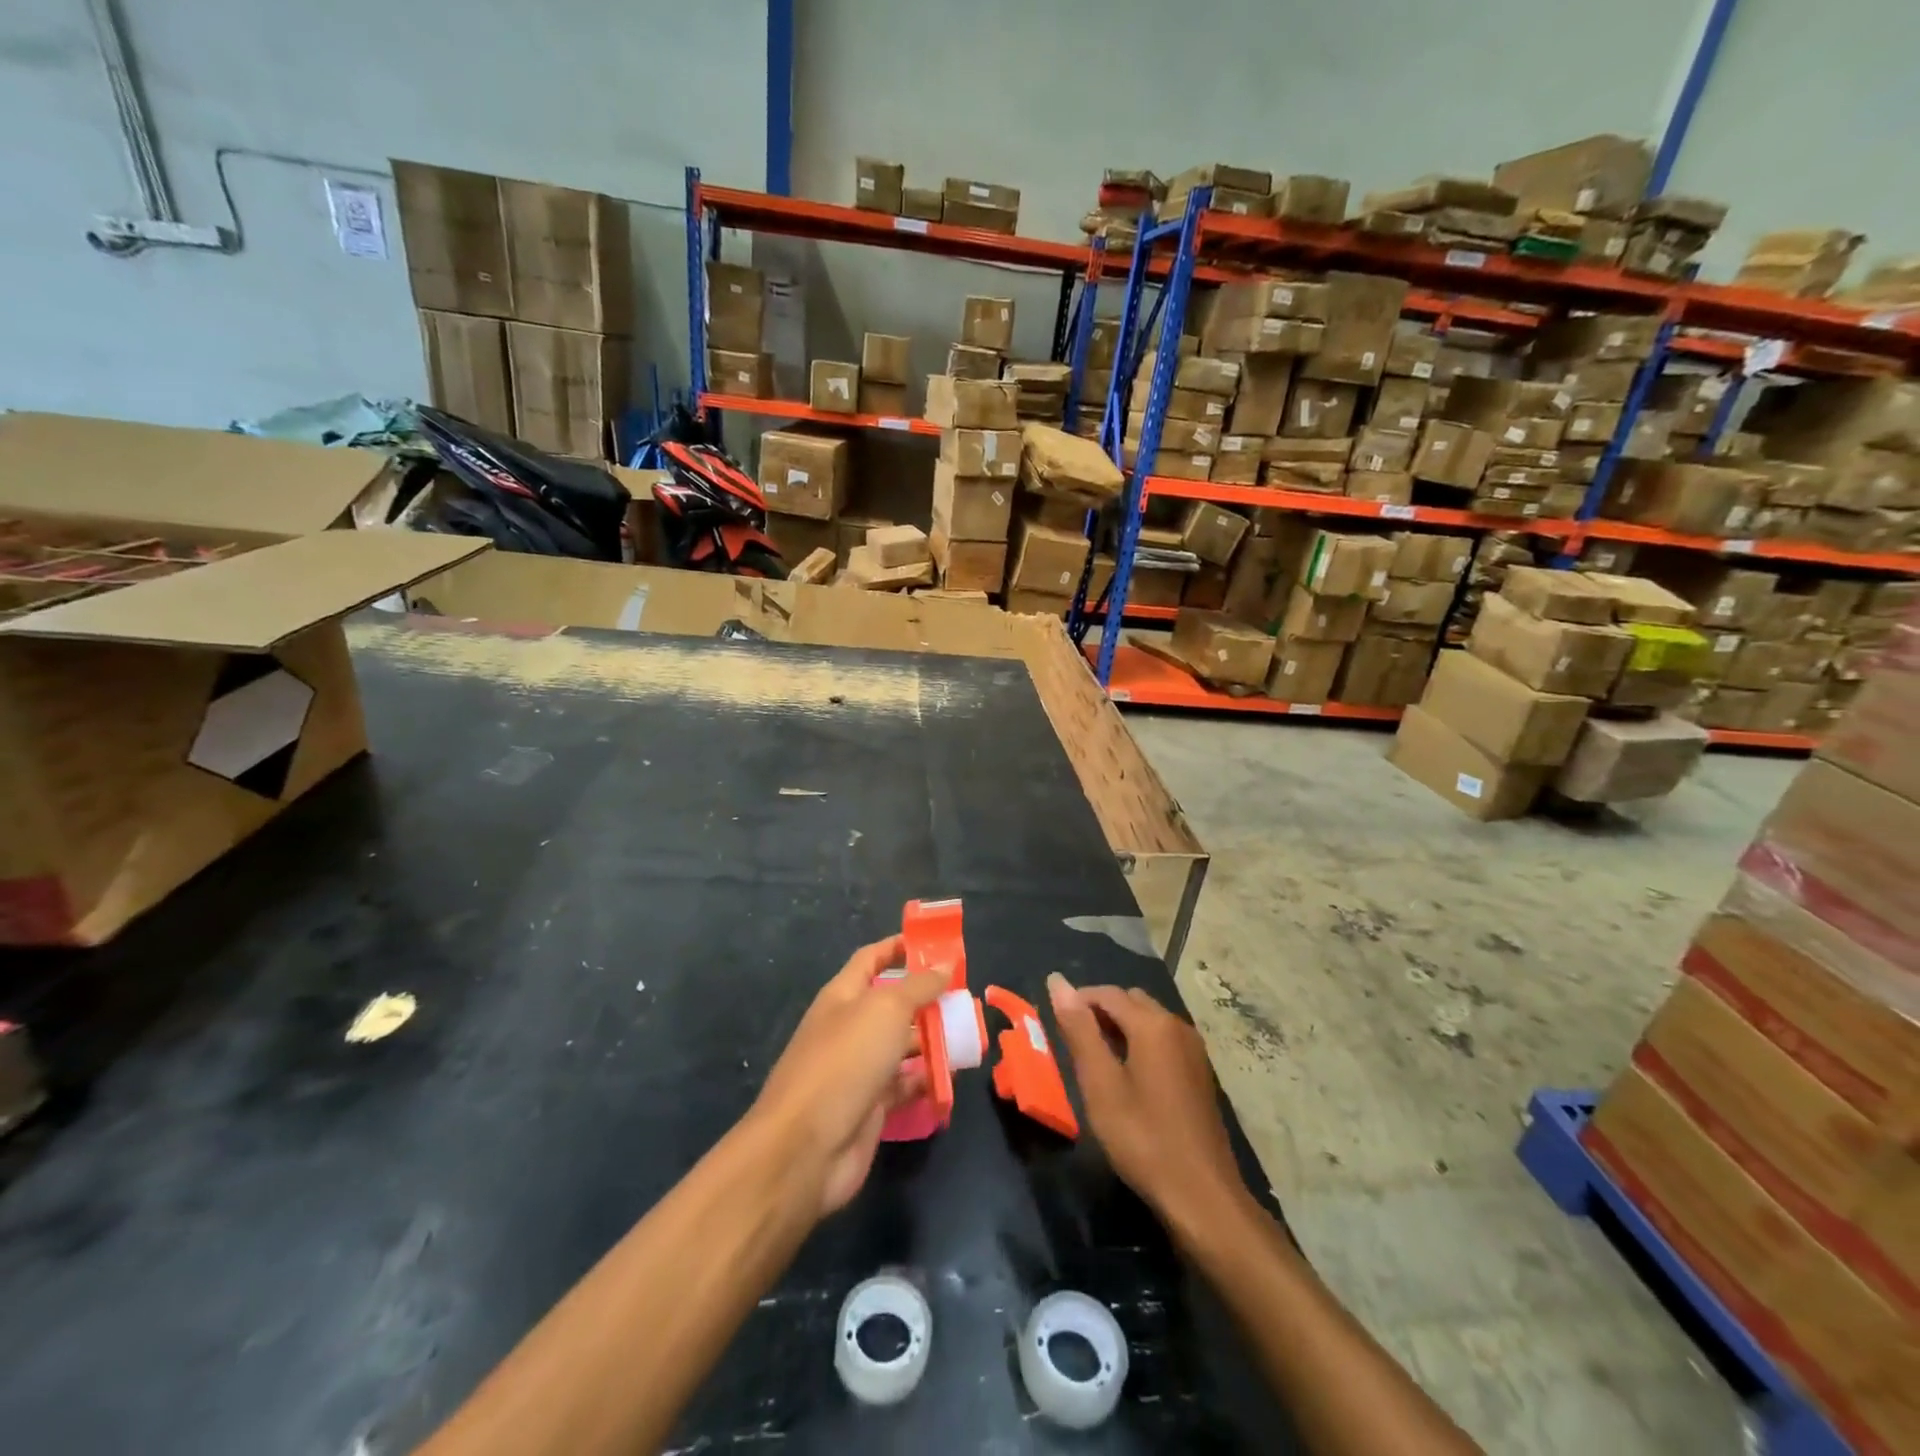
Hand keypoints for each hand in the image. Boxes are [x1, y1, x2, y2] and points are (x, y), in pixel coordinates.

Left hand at [748, 936, 947, 1217]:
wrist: (806, 1148)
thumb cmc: (845, 1061)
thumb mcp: (886, 1010)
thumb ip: (918, 986)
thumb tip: (944, 963)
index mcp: (843, 995)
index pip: (871, 958)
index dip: (899, 947)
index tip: (935, 943)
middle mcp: (849, 1027)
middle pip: (892, 1003)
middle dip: (926, 998)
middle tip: (965, 996)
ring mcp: (858, 1068)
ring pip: (901, 1045)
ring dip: (932, 1039)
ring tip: (968, 1035)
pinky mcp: (870, 1106)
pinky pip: (904, 1085)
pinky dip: (926, 1080)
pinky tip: (951, 1077)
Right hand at [1047, 973, 1246, 1224]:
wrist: (1202, 1196)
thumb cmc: (1144, 1139)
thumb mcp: (1101, 1085)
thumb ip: (1079, 1030)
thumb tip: (1058, 981)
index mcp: (1153, 1024)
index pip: (1107, 993)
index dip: (1077, 1000)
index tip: (1053, 1023)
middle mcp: (1177, 1025)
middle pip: (1130, 1001)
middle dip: (1099, 1011)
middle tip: (1072, 1042)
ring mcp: (1193, 1049)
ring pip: (1148, 1019)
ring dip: (1119, 1027)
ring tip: (1094, 1058)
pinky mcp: (1199, 1071)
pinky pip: (1162, 1039)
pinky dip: (1139, 1042)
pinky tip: (1126, 1075)